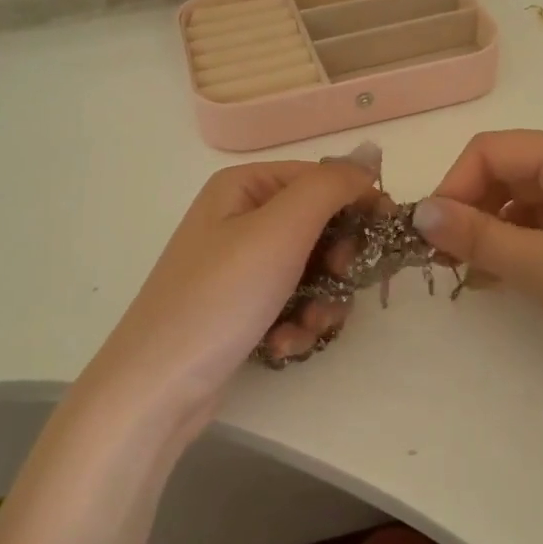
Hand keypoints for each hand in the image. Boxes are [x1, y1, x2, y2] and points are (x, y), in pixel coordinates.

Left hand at [84, 143, 382, 426]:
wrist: (157, 387)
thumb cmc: (220, 297)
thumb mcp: (280, 230)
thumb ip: (331, 186)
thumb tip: (368, 157)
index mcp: (244, 187)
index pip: (320, 178)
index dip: (357, 202)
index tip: (385, 237)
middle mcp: (240, 219)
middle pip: (320, 227)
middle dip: (337, 262)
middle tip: (339, 281)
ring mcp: (240, 267)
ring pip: (313, 272)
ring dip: (321, 302)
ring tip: (305, 326)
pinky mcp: (242, 309)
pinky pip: (292, 304)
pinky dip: (297, 324)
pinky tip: (282, 345)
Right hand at [412, 131, 542, 413]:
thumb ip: (478, 237)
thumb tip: (418, 211)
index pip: (490, 150)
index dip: (453, 186)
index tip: (432, 238)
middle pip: (509, 172)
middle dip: (471, 210)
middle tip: (447, 263)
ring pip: (529, 203)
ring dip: (494, 233)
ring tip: (474, 279)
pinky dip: (524, 250)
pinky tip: (512, 283)